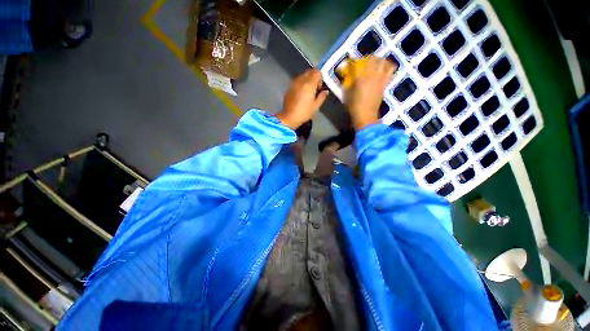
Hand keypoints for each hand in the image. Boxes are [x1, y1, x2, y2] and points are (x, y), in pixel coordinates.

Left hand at [276, 69, 328, 128]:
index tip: (319, 89)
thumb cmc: (304, 112)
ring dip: (307, 81)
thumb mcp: (316, 106)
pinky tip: (301, 94)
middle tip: (315, 90)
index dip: (320, 79)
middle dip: (314, 78)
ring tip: (308, 92)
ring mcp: (294, 83)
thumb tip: (325, 91)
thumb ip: (322, 97)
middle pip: (310, 72)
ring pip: (303, 76)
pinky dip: (301, 84)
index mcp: (309, 84)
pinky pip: (297, 81)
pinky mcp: (289, 87)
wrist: (289, 117)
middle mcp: (301, 80)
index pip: (317, 72)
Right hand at [345, 56, 396, 129]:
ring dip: (380, 61)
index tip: (351, 62)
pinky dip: (388, 67)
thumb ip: (348, 83)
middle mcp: (372, 75)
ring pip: (384, 62)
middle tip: (365, 62)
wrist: (366, 115)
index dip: (353, 61)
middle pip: (373, 59)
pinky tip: (383, 70)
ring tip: (376, 63)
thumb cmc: (354, 106)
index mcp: (360, 78)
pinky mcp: (385, 84)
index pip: (357, 64)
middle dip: (368, 58)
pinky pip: (390, 71)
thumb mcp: (347, 94)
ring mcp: (380, 79)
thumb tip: (348, 75)